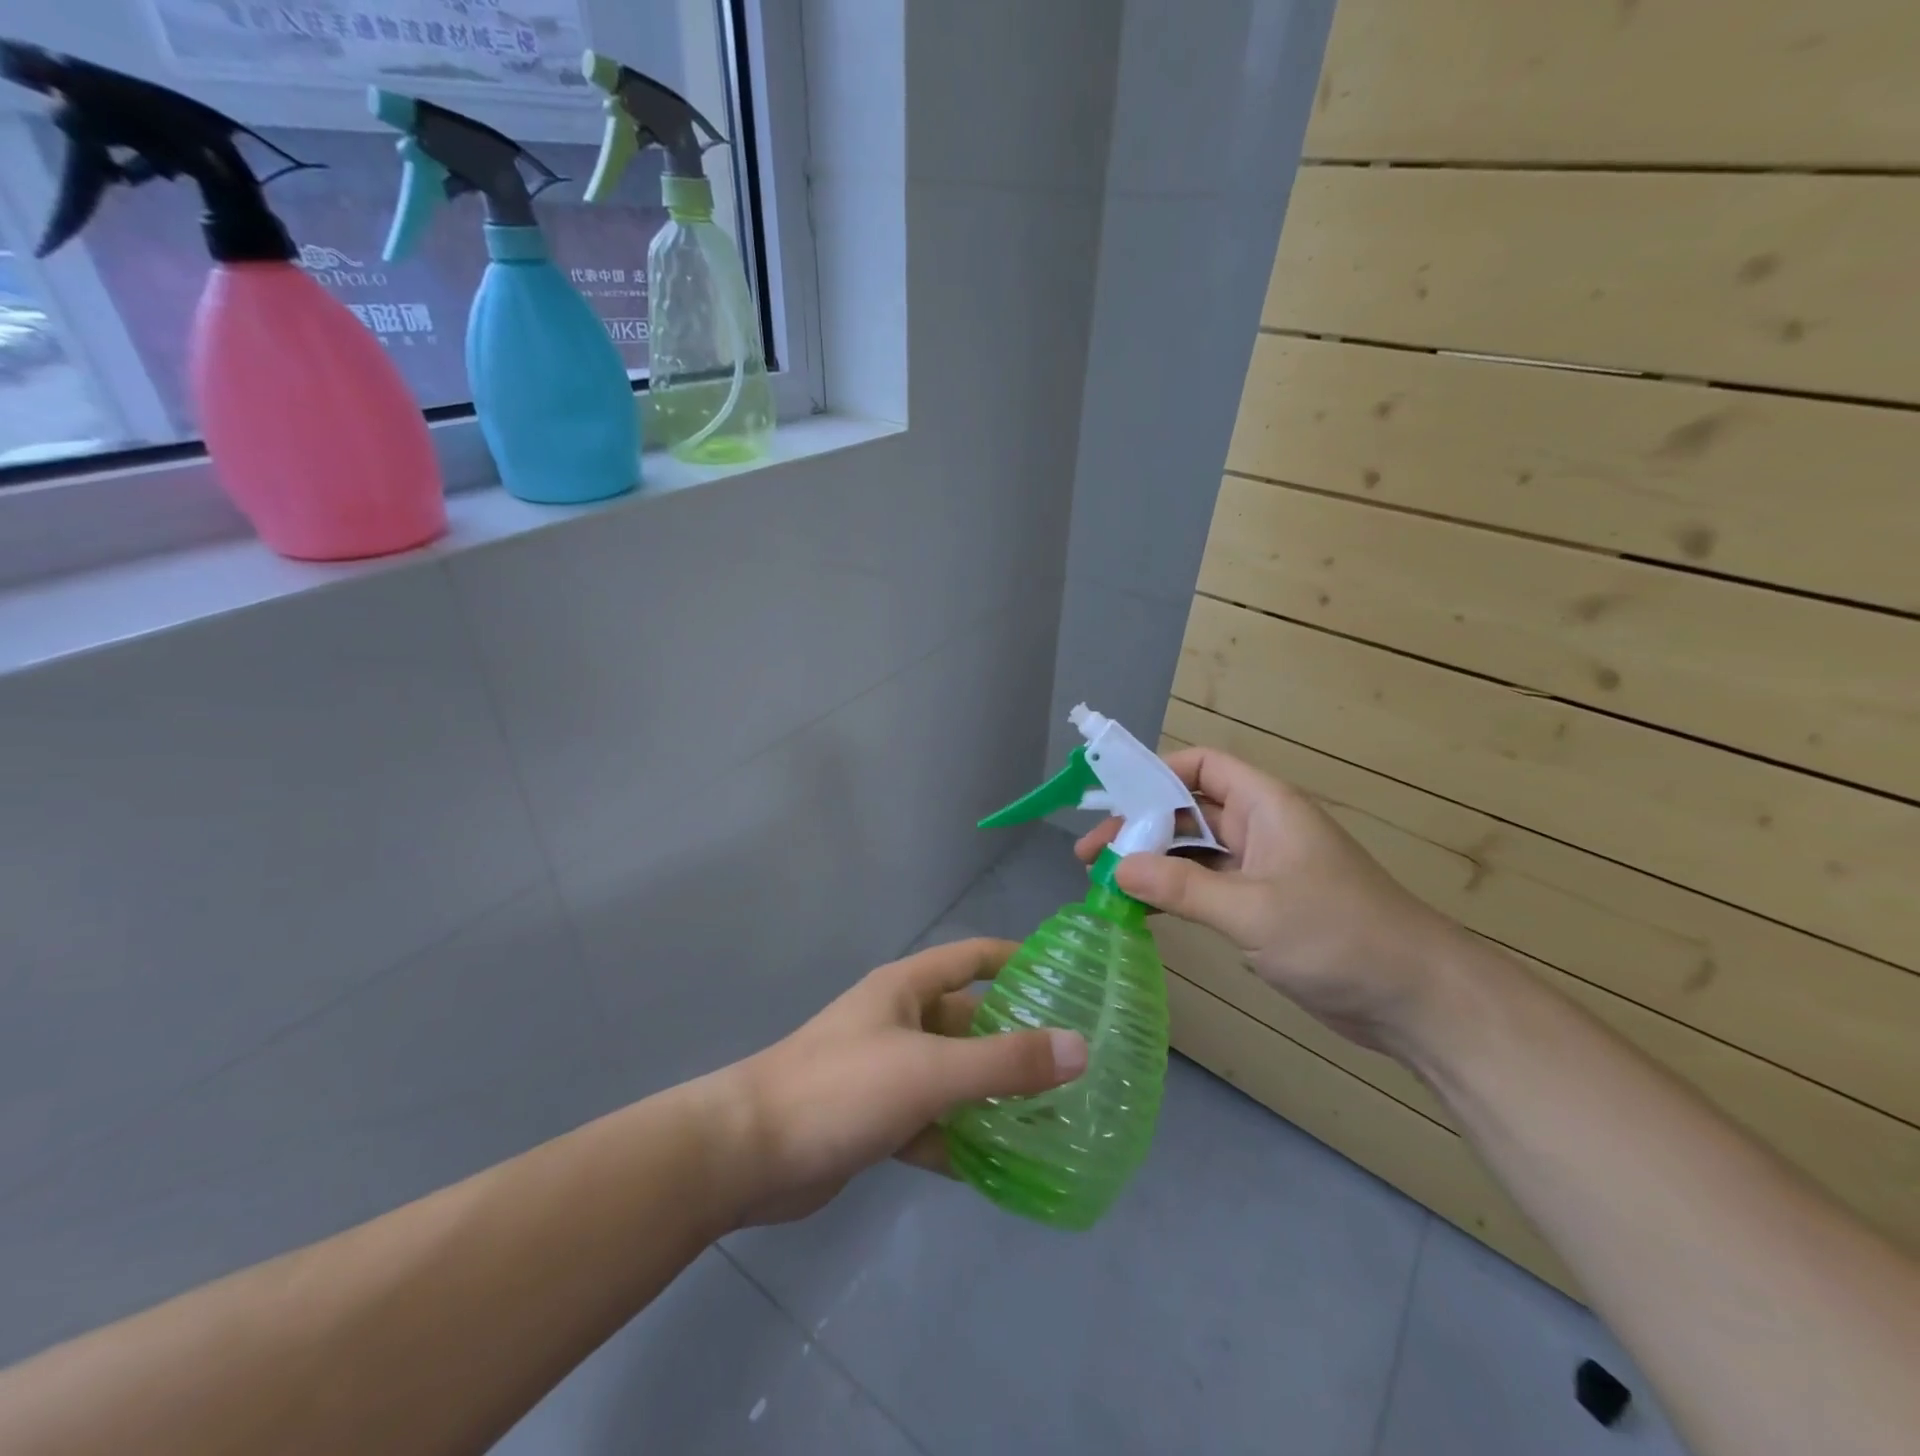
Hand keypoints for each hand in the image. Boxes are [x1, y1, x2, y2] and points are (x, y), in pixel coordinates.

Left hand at [721, 938, 1087, 1225]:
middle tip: (1073, 1064)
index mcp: (907, 989)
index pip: (971, 958)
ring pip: (953, 1076)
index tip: (1065, 977)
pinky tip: (1001, 1168)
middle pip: (969, 1022)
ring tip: (1052, 1117)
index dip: (1016, 959)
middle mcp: (899, 1022)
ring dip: (992, 1095)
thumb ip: (1005, 1062)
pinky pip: (932, 1122)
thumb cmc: (841, 1088)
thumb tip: (1080, 1048)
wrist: (748, 1153)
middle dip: (1015, 1040)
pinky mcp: (876, 1119)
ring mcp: (886, 1072)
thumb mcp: (930, 1071)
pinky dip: (961, 1139)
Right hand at [1076, 746, 1465, 1056]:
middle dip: (1140, 828)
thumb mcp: (1254, 909)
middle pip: (1188, 811)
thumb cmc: (1340, 937)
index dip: (1156, 773)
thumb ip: (1183, 887)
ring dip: (1152, 864)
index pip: (1202, 766)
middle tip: (1091, 856)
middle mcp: (1260, 828)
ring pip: (1193, 853)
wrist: (1418, 1000)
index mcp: (1266, 806)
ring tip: (1106, 884)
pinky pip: (1206, 887)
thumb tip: (1118, 868)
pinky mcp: (1263, 907)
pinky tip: (1142, 910)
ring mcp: (1262, 869)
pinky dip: (1174, 893)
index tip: (1111, 800)